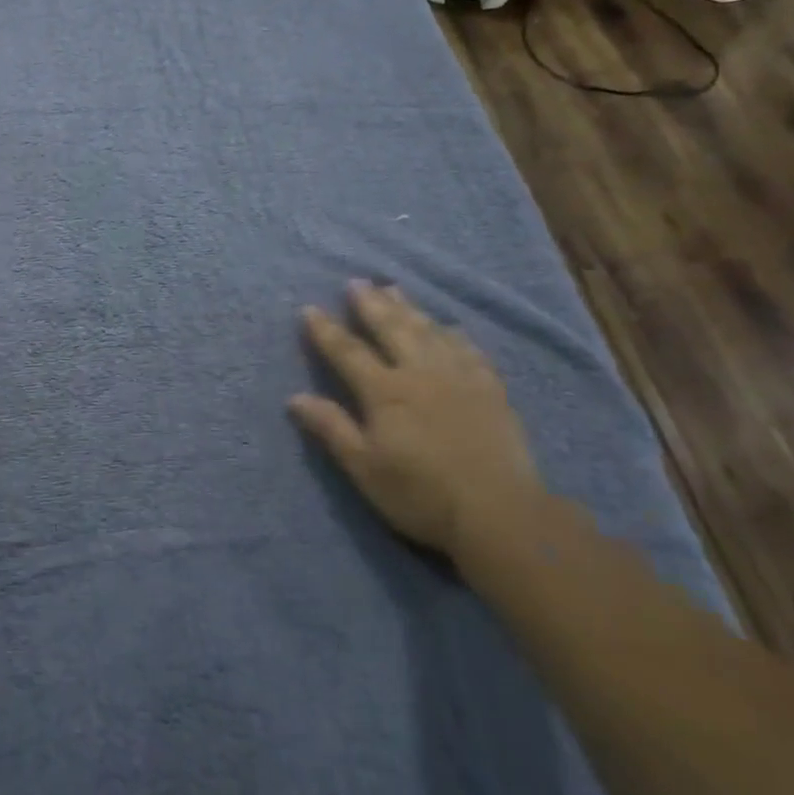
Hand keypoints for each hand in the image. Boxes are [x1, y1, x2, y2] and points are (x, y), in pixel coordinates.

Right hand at [289, 283, 543, 563]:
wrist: (498, 512)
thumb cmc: (420, 494)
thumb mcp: (364, 467)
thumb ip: (331, 428)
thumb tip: (295, 397)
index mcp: (385, 392)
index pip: (348, 352)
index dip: (326, 330)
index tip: (309, 309)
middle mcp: (420, 373)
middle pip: (391, 329)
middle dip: (370, 304)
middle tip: (356, 282)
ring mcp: (459, 377)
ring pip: (429, 331)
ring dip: (408, 309)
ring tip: (394, 289)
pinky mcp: (490, 389)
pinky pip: (469, 349)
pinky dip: (453, 334)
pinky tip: (449, 326)